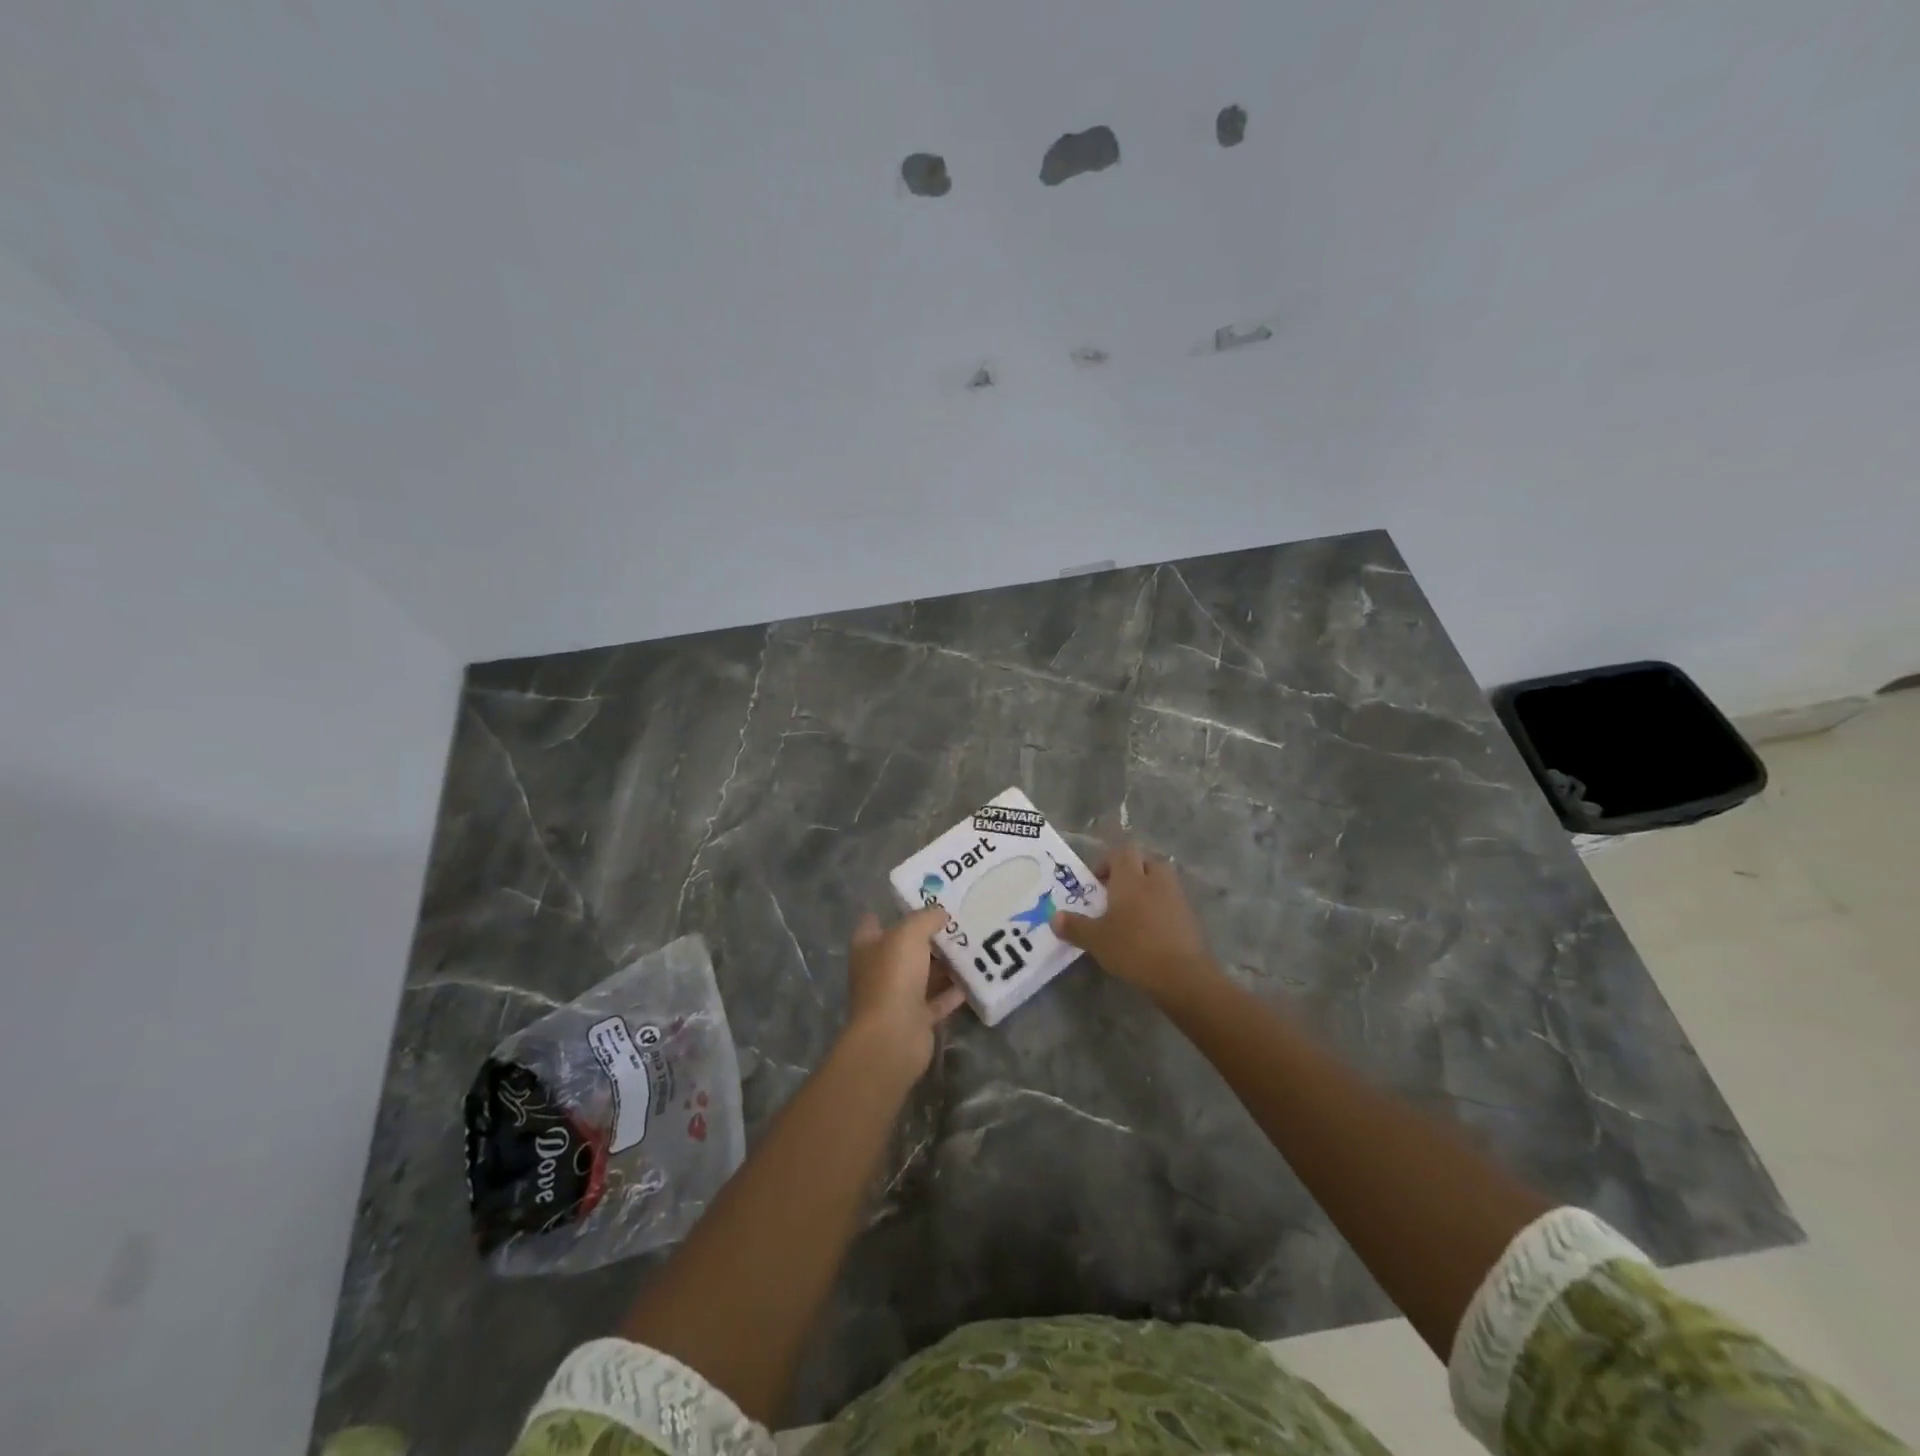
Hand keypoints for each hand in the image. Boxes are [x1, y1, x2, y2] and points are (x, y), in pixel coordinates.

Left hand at [845, 906, 967, 1078]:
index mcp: (868, 947)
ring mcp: (897, 996)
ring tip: (972, 944)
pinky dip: (954, 991)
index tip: (922, 899)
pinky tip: (975, 977)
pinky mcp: (916, 1018)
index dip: (894, 909)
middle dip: (928, 935)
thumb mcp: (909, 934)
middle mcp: (879, 970)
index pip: (875, 921)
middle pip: (904, 948)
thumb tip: (940, 913)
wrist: (893, 1036)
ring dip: (944, 963)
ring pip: (924, 974)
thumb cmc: (893, 976)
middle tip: (957, 920)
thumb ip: (925, 918)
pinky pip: (938, 1000)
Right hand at [1052, 838, 1216, 1004]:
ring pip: (1160, 880)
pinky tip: (1148, 931)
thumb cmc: (1133, 948)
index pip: (1121, 851)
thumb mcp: (1096, 940)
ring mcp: (1176, 897)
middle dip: (1130, 872)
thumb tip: (1054, 917)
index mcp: (1131, 877)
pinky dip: (1159, 908)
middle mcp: (1155, 879)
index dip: (1107, 861)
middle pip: (1144, 860)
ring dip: (1146, 889)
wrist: (1182, 975)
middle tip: (1114, 894)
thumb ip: (1075, 926)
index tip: (1096, 883)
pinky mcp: (1190, 917)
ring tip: (1130, 914)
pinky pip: (1171, 901)